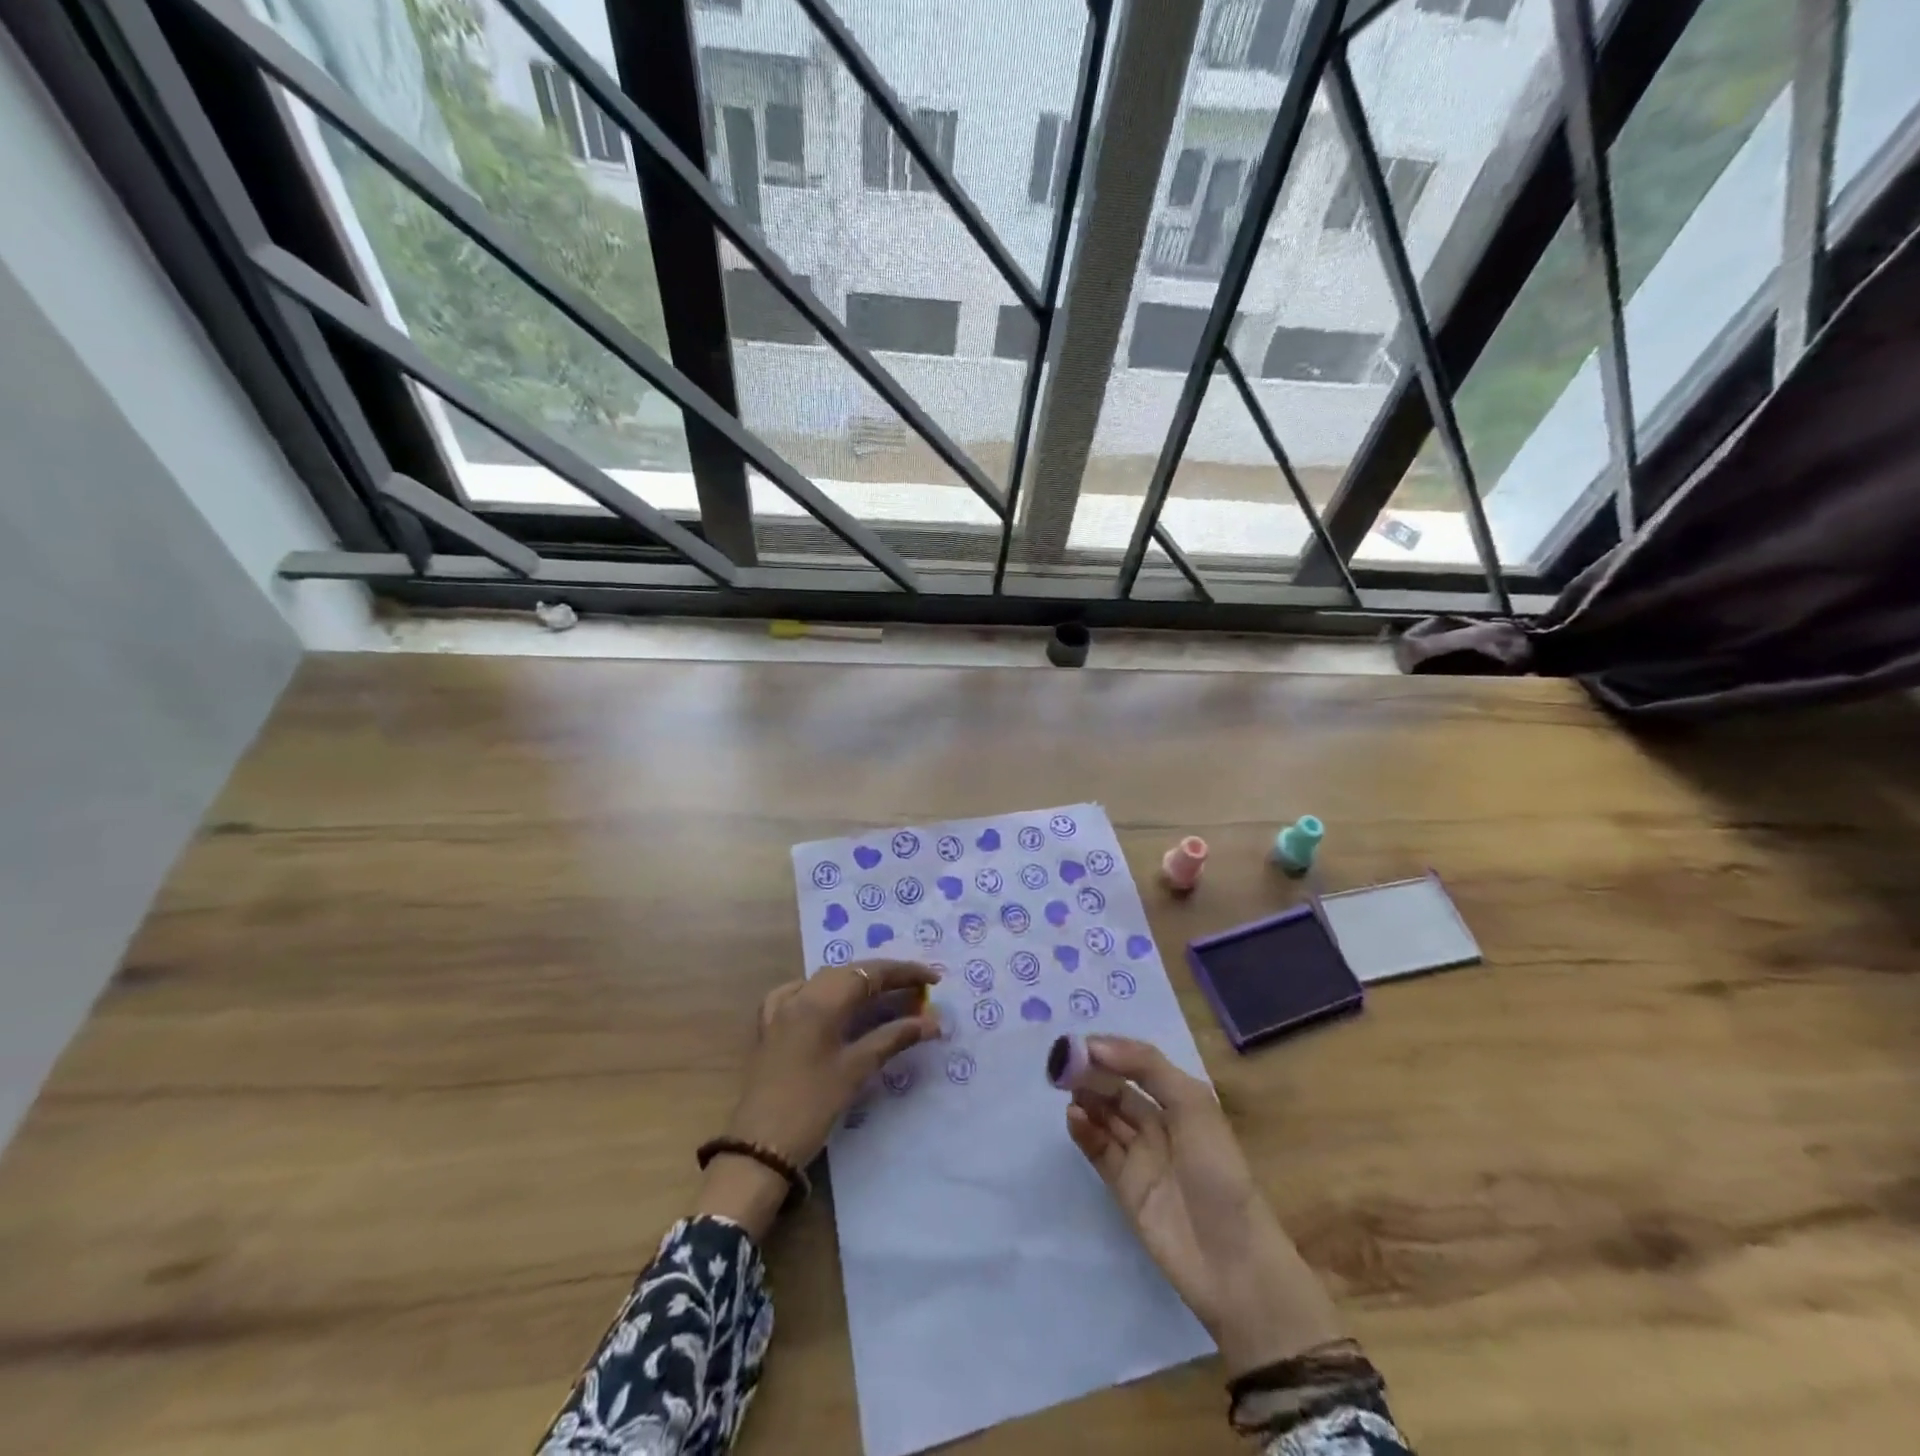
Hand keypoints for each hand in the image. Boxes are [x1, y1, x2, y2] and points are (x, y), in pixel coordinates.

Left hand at [697, 960, 939, 1238]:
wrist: (759, 1148)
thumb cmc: (812, 1107)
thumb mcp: (856, 1070)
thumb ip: (894, 1038)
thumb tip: (933, 1021)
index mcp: (820, 1000)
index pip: (870, 973)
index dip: (904, 972)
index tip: (934, 978)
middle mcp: (799, 995)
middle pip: (849, 973)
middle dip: (884, 977)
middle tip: (917, 991)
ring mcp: (780, 1009)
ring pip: (826, 981)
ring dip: (857, 984)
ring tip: (885, 995)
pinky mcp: (770, 1027)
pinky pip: (799, 994)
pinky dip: (823, 993)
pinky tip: (830, 1004)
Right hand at [1065, 1035, 1341, 1376]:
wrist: (1231, 1260)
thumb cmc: (1217, 1171)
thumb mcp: (1193, 1105)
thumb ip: (1147, 1068)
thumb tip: (1096, 1047)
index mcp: (1182, 1101)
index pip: (1140, 1065)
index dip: (1112, 1051)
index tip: (1080, 1043)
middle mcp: (1160, 1124)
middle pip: (1119, 1089)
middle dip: (1092, 1073)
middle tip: (1063, 1063)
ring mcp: (1141, 1157)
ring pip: (1105, 1117)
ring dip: (1086, 1099)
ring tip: (1065, 1087)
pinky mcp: (1125, 1187)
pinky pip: (1099, 1150)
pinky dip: (1084, 1131)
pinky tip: (1072, 1116)